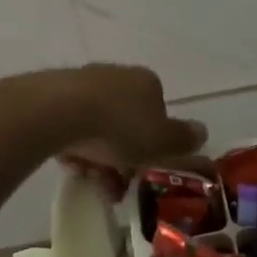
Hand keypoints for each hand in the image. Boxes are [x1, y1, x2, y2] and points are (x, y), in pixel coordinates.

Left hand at [56, 64, 205, 197]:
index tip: (144, 168)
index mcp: (148, 82)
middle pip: (126, 119)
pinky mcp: (54, 93)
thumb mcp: (161, 141)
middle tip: (116, 182)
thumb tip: (202, 132)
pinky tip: (69, 163)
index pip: (158, 112)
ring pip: (97, 124)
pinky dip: (73, 145)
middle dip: (123, 153)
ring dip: (97, 153)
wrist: (60, 111)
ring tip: (91, 178)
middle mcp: (118, 75)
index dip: (154, 143)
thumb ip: (183, 139)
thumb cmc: (119, 127)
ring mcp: (83, 81)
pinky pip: (70, 124)